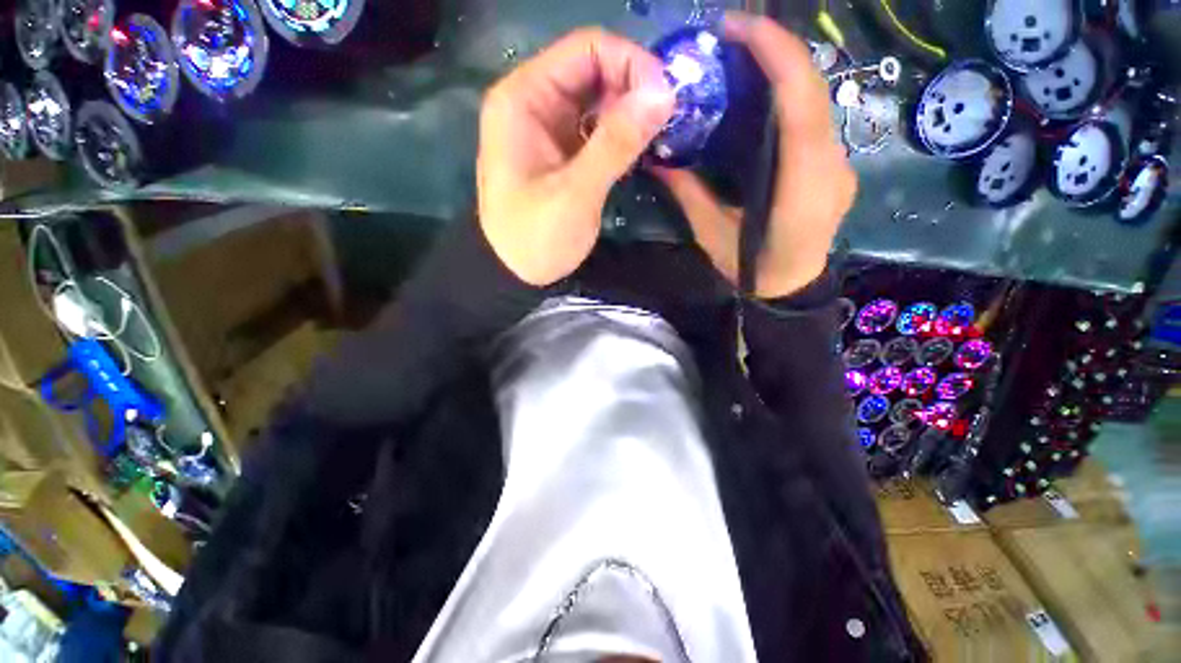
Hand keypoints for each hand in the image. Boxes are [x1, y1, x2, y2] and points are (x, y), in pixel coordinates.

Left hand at [478, 29, 675, 286]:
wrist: (515, 274)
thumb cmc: (535, 238)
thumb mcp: (575, 194)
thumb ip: (616, 142)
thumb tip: (665, 92)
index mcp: (524, 98)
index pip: (586, 48)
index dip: (631, 63)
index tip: (665, 98)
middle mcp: (534, 102)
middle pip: (594, 69)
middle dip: (635, 88)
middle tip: (667, 121)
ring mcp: (548, 127)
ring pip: (598, 99)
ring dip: (631, 112)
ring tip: (659, 136)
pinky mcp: (561, 151)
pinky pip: (596, 127)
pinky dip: (620, 134)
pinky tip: (639, 149)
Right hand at [652, 12, 855, 298]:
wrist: (792, 290)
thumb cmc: (752, 270)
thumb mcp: (713, 235)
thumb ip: (689, 194)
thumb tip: (659, 160)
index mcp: (803, 183)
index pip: (802, 100)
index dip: (776, 52)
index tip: (736, 28)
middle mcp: (831, 163)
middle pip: (813, 90)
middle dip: (775, 50)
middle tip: (730, 37)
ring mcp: (839, 163)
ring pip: (816, 102)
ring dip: (781, 72)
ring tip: (740, 60)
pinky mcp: (832, 166)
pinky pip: (813, 121)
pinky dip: (787, 99)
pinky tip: (759, 99)